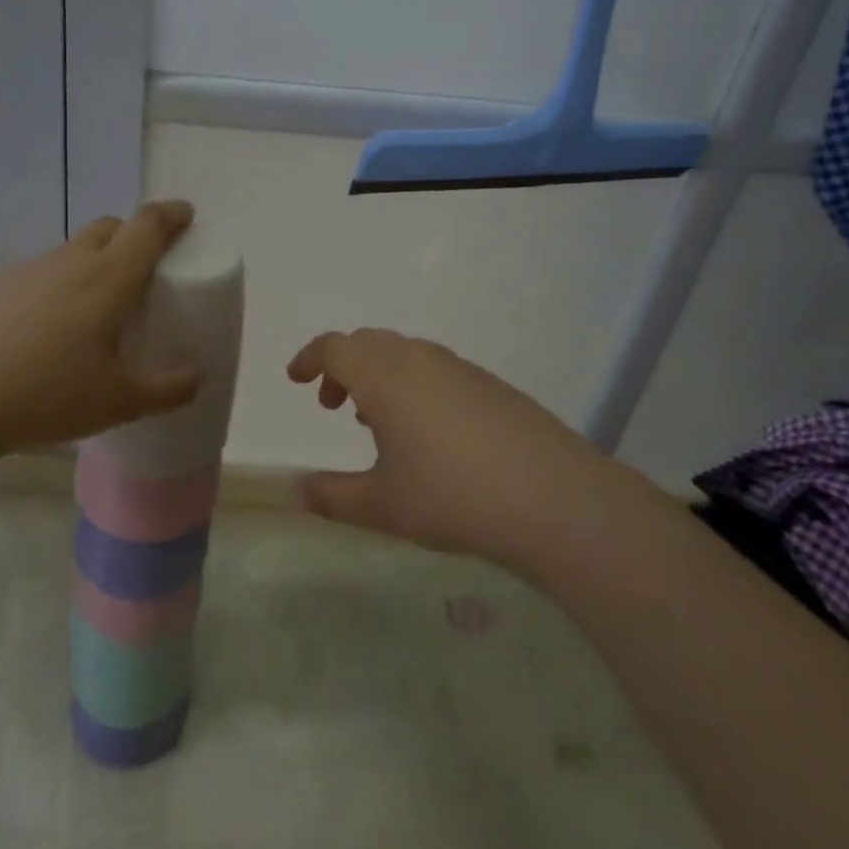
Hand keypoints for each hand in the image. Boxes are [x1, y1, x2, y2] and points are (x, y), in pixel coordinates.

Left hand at [0, 201, 203, 459]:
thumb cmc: (45, 395)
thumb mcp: (118, 403)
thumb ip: (167, 390)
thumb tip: (197, 377)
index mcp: (108, 279)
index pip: (147, 226)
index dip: (171, 214)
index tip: (186, 214)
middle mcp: (69, 261)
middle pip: (110, 227)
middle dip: (134, 235)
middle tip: (144, 269)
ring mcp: (27, 269)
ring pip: (72, 249)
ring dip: (93, 262)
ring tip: (94, 308)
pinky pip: (39, 273)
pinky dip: (56, 285)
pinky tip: (44, 329)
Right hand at [288, 328, 601, 568]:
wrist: (552, 497)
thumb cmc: (452, 497)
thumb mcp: (381, 505)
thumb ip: (332, 497)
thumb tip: (296, 491)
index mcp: (383, 375)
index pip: (334, 347)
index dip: (309, 358)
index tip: (296, 379)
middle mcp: (417, 358)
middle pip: (367, 342)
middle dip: (342, 366)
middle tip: (333, 405)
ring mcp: (457, 367)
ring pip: (403, 352)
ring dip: (378, 374)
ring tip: (377, 420)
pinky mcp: (489, 383)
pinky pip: (434, 367)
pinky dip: (412, 383)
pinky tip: (427, 431)